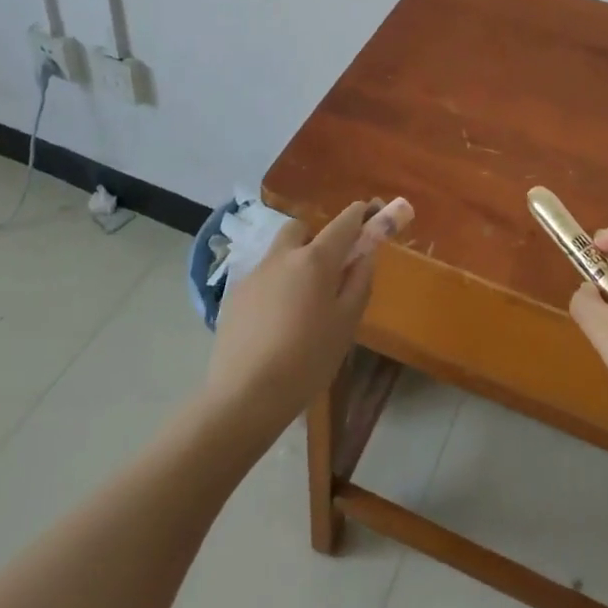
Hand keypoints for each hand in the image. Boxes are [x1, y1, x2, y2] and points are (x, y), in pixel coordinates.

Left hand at [202, 198, 412, 439]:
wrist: (245, 395)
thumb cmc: (307, 359)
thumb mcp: (346, 323)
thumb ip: (359, 281)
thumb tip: (366, 253)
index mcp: (315, 259)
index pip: (344, 222)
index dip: (360, 214)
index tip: (372, 212)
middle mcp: (283, 256)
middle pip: (302, 228)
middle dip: (318, 236)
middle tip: (330, 267)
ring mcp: (254, 274)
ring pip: (279, 253)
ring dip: (295, 261)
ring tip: (302, 301)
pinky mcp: (234, 295)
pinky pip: (262, 278)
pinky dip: (275, 286)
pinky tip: (276, 322)